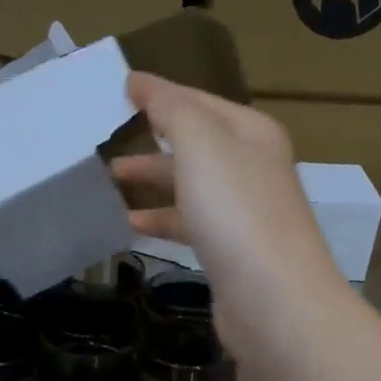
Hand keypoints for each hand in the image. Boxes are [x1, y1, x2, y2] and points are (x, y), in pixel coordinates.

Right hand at [111, 72, 347, 364]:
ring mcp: (244, 212)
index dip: (159, 93)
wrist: (274, 299)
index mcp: (251, 132)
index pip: (198, 100)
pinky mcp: (232, 251)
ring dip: (152, 179)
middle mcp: (253, 166)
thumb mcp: (201, 143)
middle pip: (195, 142)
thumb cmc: (236, 211)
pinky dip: (161, 219)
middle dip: (152, 138)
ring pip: (190, 184)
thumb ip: (170, 108)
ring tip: (109, 180)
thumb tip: (140, 81)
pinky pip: (190, 223)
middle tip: (106, 139)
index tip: (118, 91)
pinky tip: (132, 224)